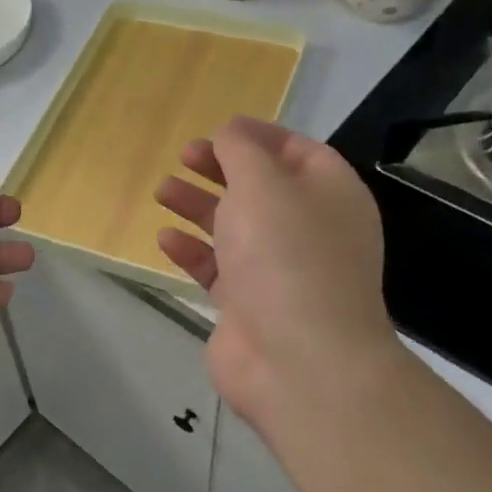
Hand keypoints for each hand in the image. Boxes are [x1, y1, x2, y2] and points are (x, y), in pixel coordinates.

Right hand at [154, 117, 402, 441]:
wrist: (297, 360)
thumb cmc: (286, 256)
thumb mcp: (263, 184)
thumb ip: (241, 151)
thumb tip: (231, 133)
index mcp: (329, 195)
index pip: (298, 151)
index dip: (257, 136)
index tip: (217, 130)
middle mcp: (309, 230)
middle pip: (261, 188)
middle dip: (221, 169)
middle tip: (183, 157)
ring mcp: (279, 270)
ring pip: (235, 228)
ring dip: (198, 206)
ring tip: (162, 191)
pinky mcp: (249, 305)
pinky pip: (218, 268)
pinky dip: (193, 251)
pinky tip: (165, 239)